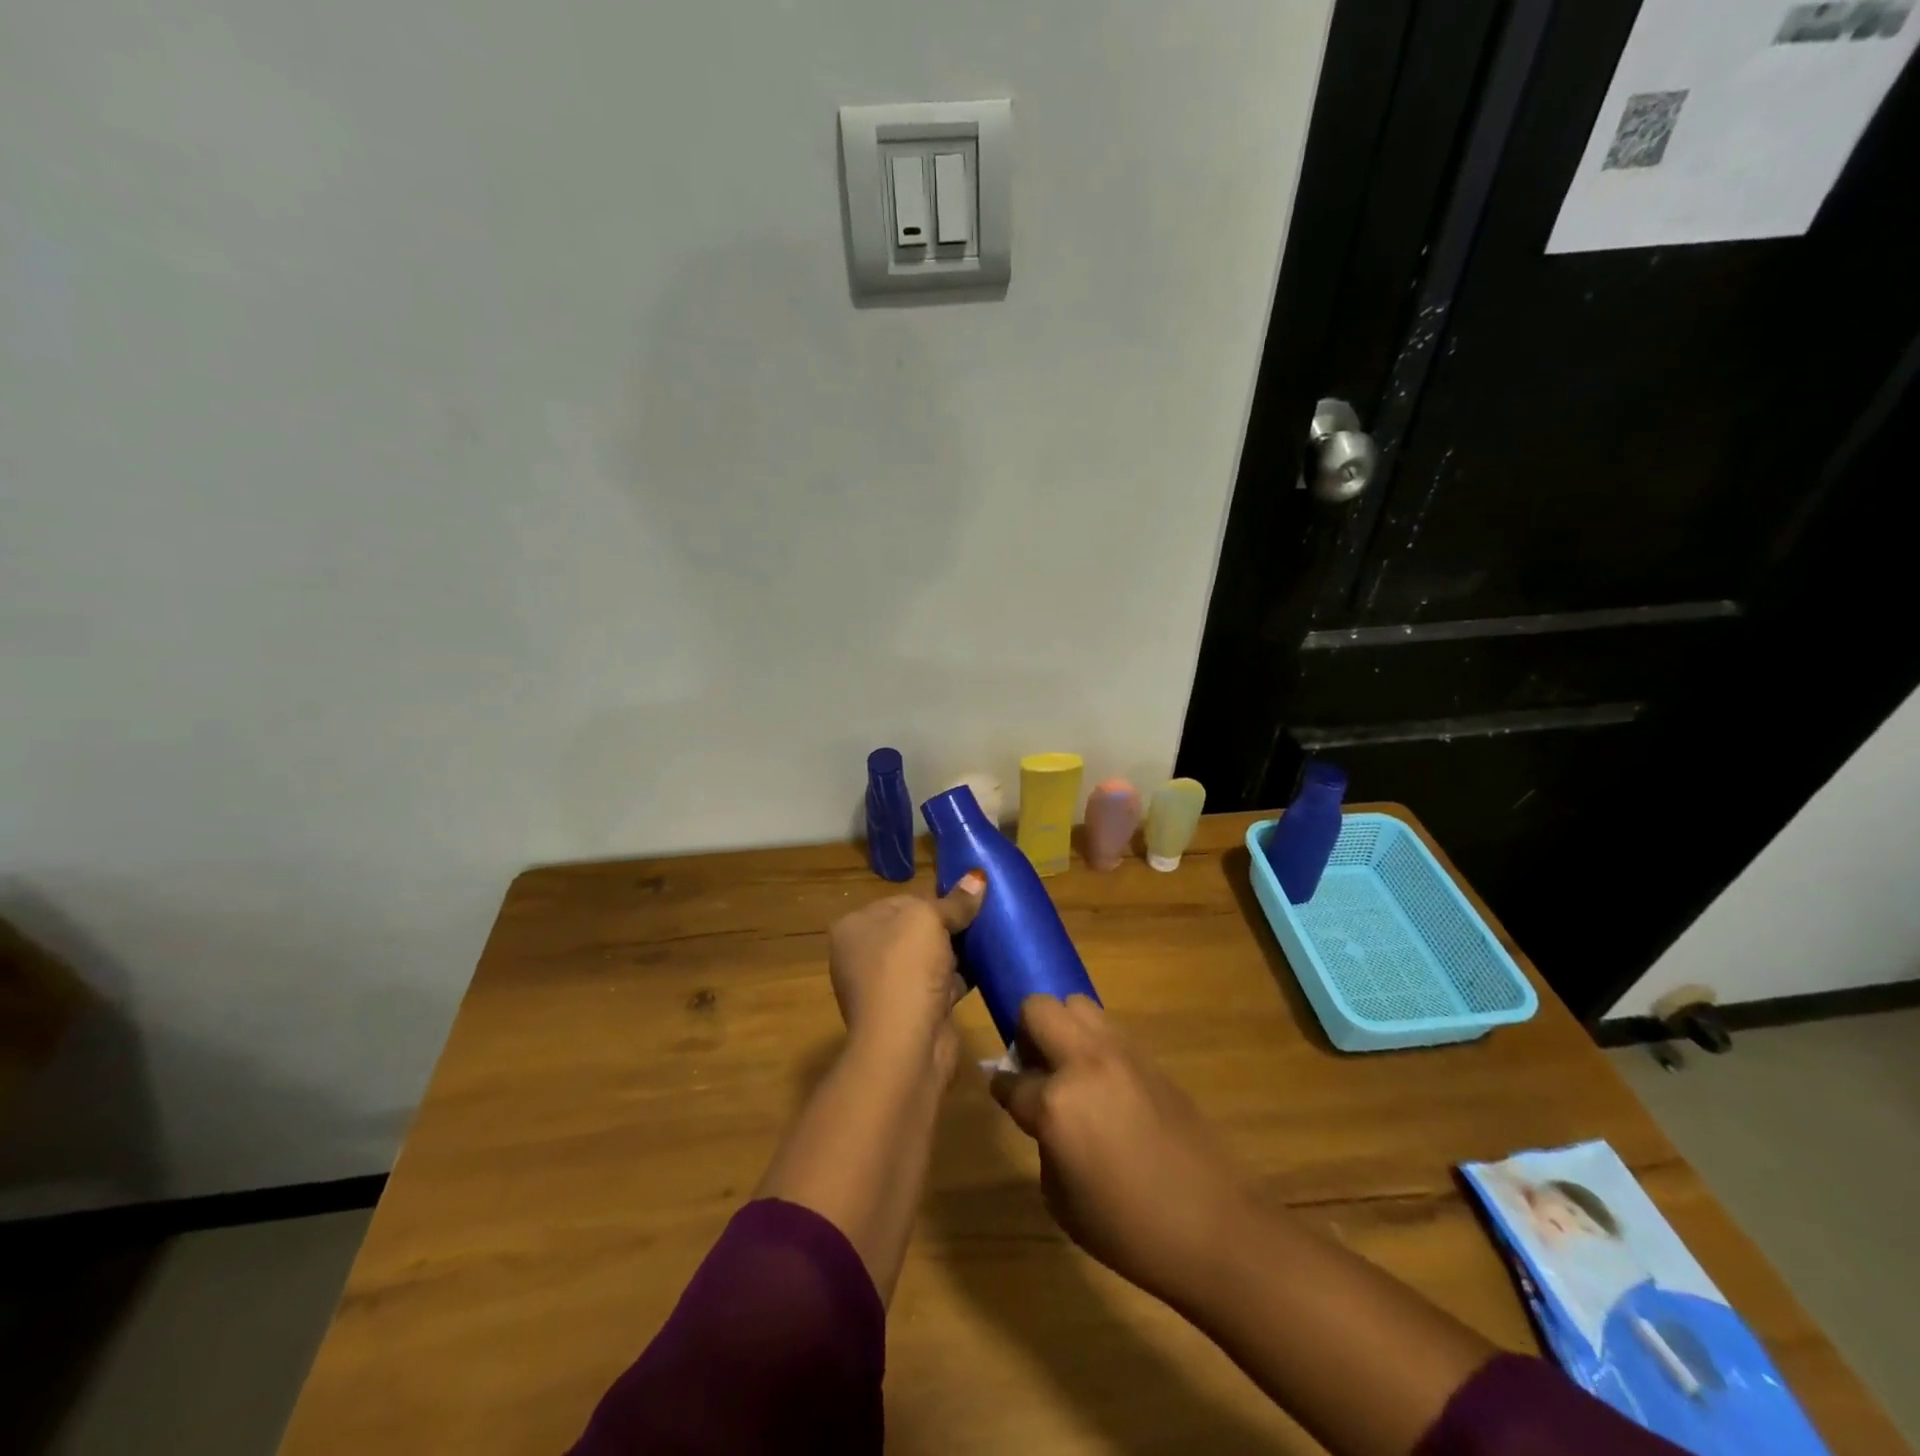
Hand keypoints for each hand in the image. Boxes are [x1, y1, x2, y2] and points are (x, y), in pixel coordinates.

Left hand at [827, 871, 983, 1075]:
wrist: (904, 1045)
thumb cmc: (905, 968)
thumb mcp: (929, 919)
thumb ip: (954, 902)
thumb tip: (977, 877)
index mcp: (853, 927)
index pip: (900, 901)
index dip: (933, 899)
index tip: (963, 901)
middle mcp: (862, 956)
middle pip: (914, 930)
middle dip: (946, 927)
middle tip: (981, 920)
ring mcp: (884, 988)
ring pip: (928, 959)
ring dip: (955, 953)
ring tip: (987, 941)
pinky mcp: (909, 1013)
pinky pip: (938, 986)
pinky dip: (958, 979)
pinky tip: (983, 970)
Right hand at [989, 994, 1257, 1306]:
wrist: (1213, 1227)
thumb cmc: (1127, 1229)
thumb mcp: (1060, 1197)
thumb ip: (1043, 1141)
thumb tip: (1044, 1113)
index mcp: (1056, 1104)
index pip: (1011, 1080)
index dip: (1001, 1086)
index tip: (1002, 1090)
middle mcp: (1085, 1063)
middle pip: (1038, 1009)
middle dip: (1025, 1031)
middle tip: (1033, 1065)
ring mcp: (1121, 1053)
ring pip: (1076, 1005)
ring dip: (1062, 1027)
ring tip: (1069, 1066)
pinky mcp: (1149, 1056)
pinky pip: (1108, 1029)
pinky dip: (1093, 1042)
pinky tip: (1102, 1079)